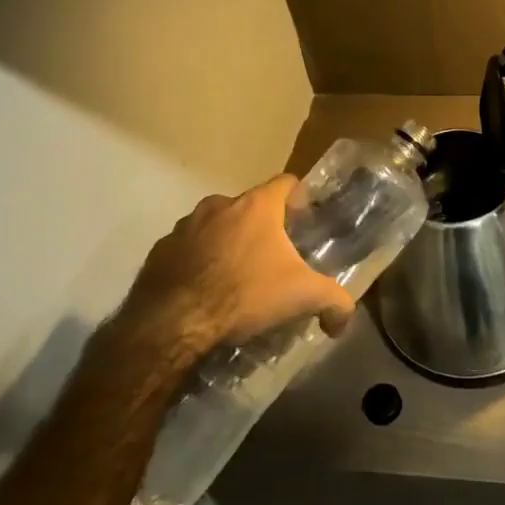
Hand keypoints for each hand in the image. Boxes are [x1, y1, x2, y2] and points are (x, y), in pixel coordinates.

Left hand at [110, 176, 351, 365]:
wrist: (173, 322)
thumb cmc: (244, 294)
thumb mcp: (303, 296)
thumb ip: (334, 301)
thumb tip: (344, 320)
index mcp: (257, 206)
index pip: (285, 182)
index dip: (298, 198)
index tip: (303, 221)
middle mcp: (220, 204)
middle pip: (250, 206)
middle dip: (262, 226)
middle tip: (273, 256)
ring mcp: (185, 225)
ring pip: (216, 225)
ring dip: (228, 241)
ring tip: (237, 275)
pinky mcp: (160, 249)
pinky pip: (187, 248)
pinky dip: (198, 260)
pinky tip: (204, 289)